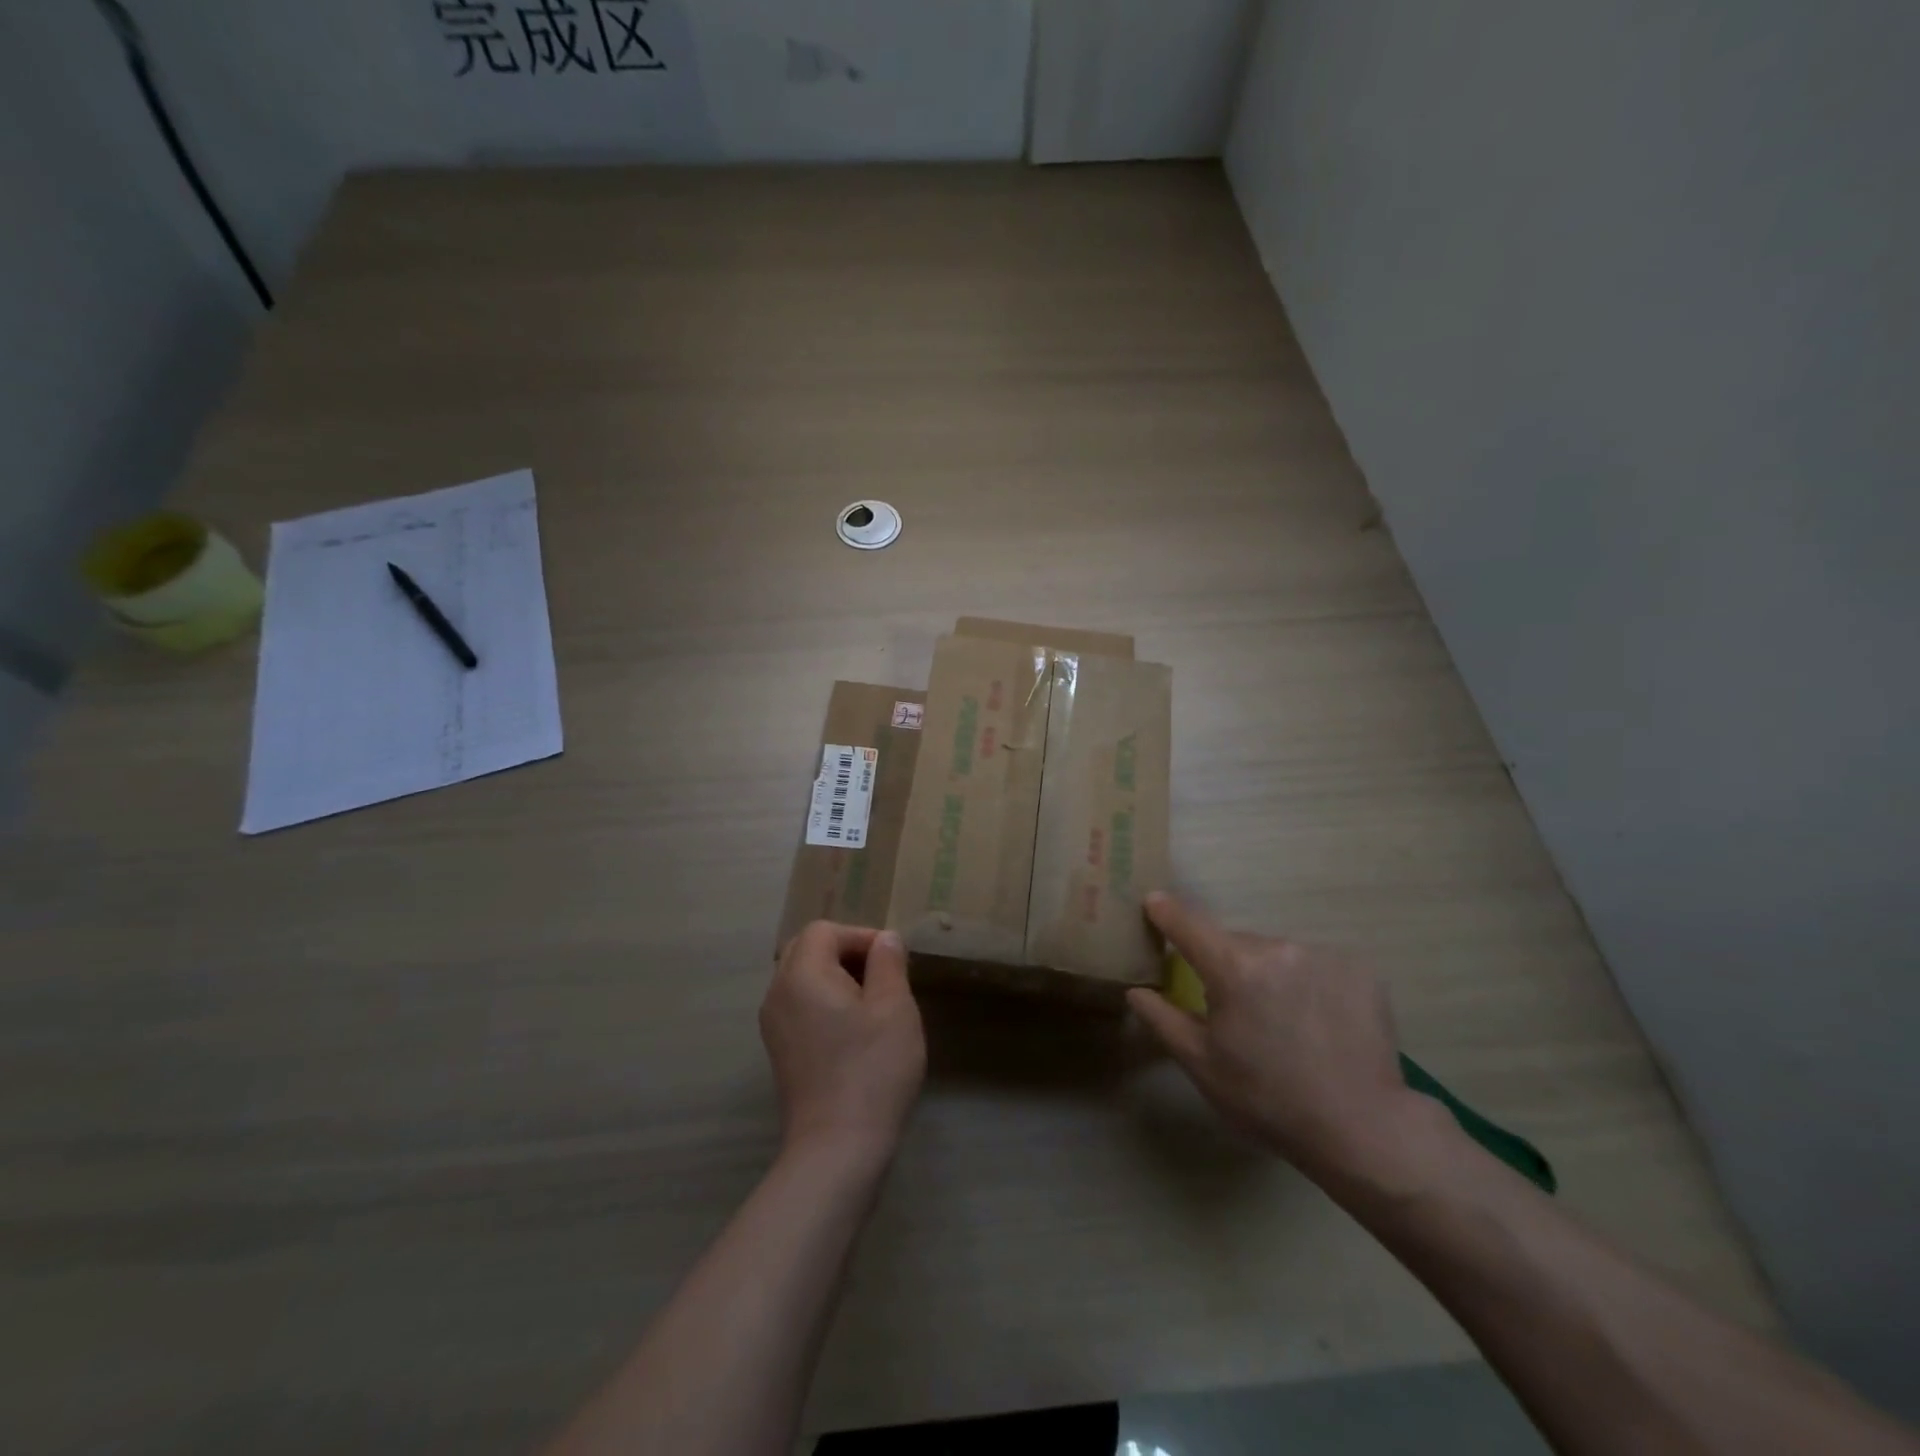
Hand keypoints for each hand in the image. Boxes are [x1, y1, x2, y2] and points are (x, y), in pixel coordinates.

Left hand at [762, 923, 925, 1162]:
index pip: (825, 931)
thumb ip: (888, 963)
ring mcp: (774, 1026)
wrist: (837, 1149)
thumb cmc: (871, 1069)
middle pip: (807, 950)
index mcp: (801, 975)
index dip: (861, 936)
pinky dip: (825, 1003)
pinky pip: (800, 1007)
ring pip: (802, 979)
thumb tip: (884, 939)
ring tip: (874, 1004)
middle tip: (882, 977)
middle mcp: (778, 994)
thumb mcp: (894, 1007)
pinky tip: (855, 1032)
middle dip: (846, 953)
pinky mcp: (780, 1052)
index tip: (893, 962)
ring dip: (837, 978)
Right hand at [1128, 892, 1442, 1188]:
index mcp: (1233, 967)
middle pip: (1236, 943)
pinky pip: (1315, 964)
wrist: (1362, 1130)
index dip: (1165, 911)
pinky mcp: (1359, 968)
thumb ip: (1162, 1018)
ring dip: (1270, 974)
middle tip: (1235, 1010)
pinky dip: (1308, 982)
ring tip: (1284, 1023)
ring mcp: (1323, 954)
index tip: (1153, 902)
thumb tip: (1136, 990)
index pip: (1187, 923)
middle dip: (1227, 965)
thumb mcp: (1201, 1064)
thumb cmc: (1267, 1099)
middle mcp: (1277, 947)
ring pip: (1277, 953)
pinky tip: (1319, 1021)